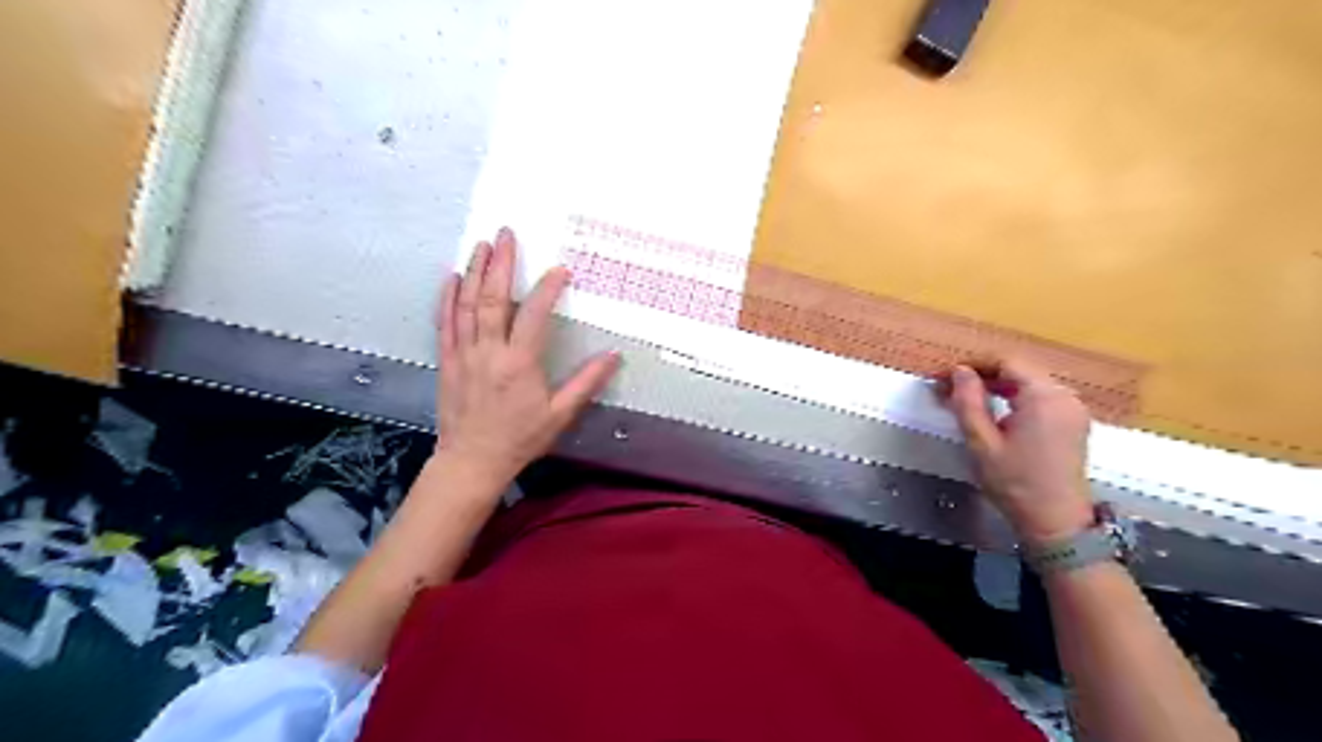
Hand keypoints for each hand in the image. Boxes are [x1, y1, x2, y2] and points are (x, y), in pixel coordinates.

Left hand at [435, 228, 621, 487]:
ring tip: (481, 245)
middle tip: (505, 234)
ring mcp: (464, 354)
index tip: (560, 270)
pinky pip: (446, 323)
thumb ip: (586, 383)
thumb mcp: (560, 414)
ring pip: (467, 305)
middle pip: (493, 299)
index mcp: (519, 363)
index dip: (548, 289)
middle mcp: (489, 352)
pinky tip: (452, 279)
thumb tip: (613, 356)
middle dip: (500, 263)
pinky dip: (448, 298)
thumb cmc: (519, 438)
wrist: (472, 461)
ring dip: (474, 272)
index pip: (534, 315)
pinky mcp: (448, 361)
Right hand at [950, 356, 1094, 546]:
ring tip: (967, 400)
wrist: (1055, 523)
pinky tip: (995, 413)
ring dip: (997, 387)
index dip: (972, 365)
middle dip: (983, 376)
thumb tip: (959, 371)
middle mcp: (1065, 396)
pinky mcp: (1073, 423)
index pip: (1005, 363)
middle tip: (949, 389)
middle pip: (1019, 371)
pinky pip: (1041, 398)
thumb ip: (968, 402)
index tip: (944, 377)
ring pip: (1029, 384)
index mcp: (1044, 397)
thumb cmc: (1015, 483)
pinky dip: (1015, 398)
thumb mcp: (981, 442)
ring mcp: (1073, 410)